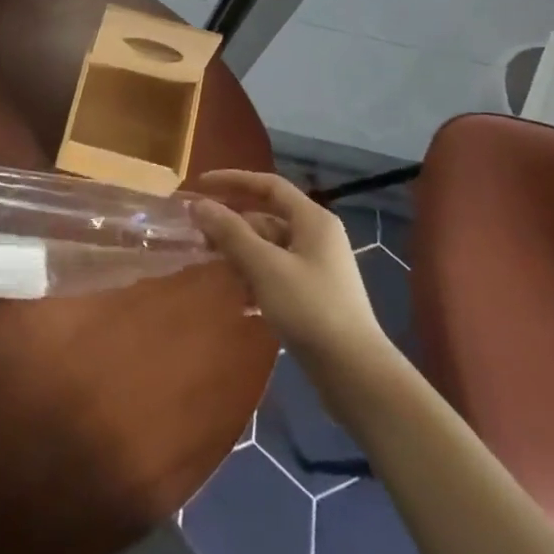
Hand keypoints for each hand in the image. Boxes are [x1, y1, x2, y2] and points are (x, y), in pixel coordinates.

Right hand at [192, 171, 388, 367]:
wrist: (354, 372)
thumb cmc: (310, 308)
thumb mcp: (265, 267)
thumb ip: (230, 233)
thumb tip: (199, 205)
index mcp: (312, 219)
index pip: (268, 185)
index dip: (233, 181)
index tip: (200, 186)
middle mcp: (317, 236)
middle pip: (266, 218)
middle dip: (233, 228)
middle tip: (199, 239)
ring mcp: (316, 267)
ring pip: (268, 249)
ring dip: (242, 258)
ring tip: (220, 275)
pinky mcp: (313, 295)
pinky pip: (276, 275)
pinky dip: (256, 282)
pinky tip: (243, 304)